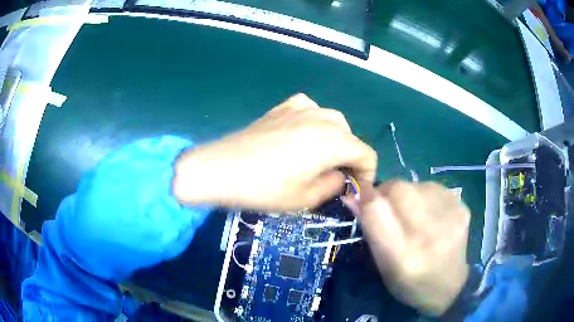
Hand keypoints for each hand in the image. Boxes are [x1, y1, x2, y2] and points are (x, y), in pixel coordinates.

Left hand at [173, 93, 376, 210]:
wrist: (221, 168)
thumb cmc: (264, 188)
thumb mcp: (305, 198)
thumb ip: (333, 185)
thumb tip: (341, 176)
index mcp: (333, 141)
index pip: (366, 154)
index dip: (368, 175)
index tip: (357, 189)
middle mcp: (322, 118)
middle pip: (351, 137)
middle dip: (350, 158)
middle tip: (338, 178)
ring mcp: (301, 108)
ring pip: (333, 120)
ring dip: (335, 139)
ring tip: (322, 157)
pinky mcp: (282, 107)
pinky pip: (309, 109)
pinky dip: (314, 121)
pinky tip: (304, 132)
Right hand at [346, 181, 469, 315]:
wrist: (449, 286)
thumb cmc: (409, 284)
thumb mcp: (382, 266)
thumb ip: (369, 229)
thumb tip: (352, 195)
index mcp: (402, 257)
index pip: (376, 209)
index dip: (365, 198)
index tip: (361, 198)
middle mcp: (428, 235)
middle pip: (397, 188)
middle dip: (385, 193)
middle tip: (387, 207)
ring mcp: (450, 218)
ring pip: (414, 184)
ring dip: (406, 194)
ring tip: (411, 214)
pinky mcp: (462, 207)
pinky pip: (433, 187)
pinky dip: (424, 195)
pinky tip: (429, 213)